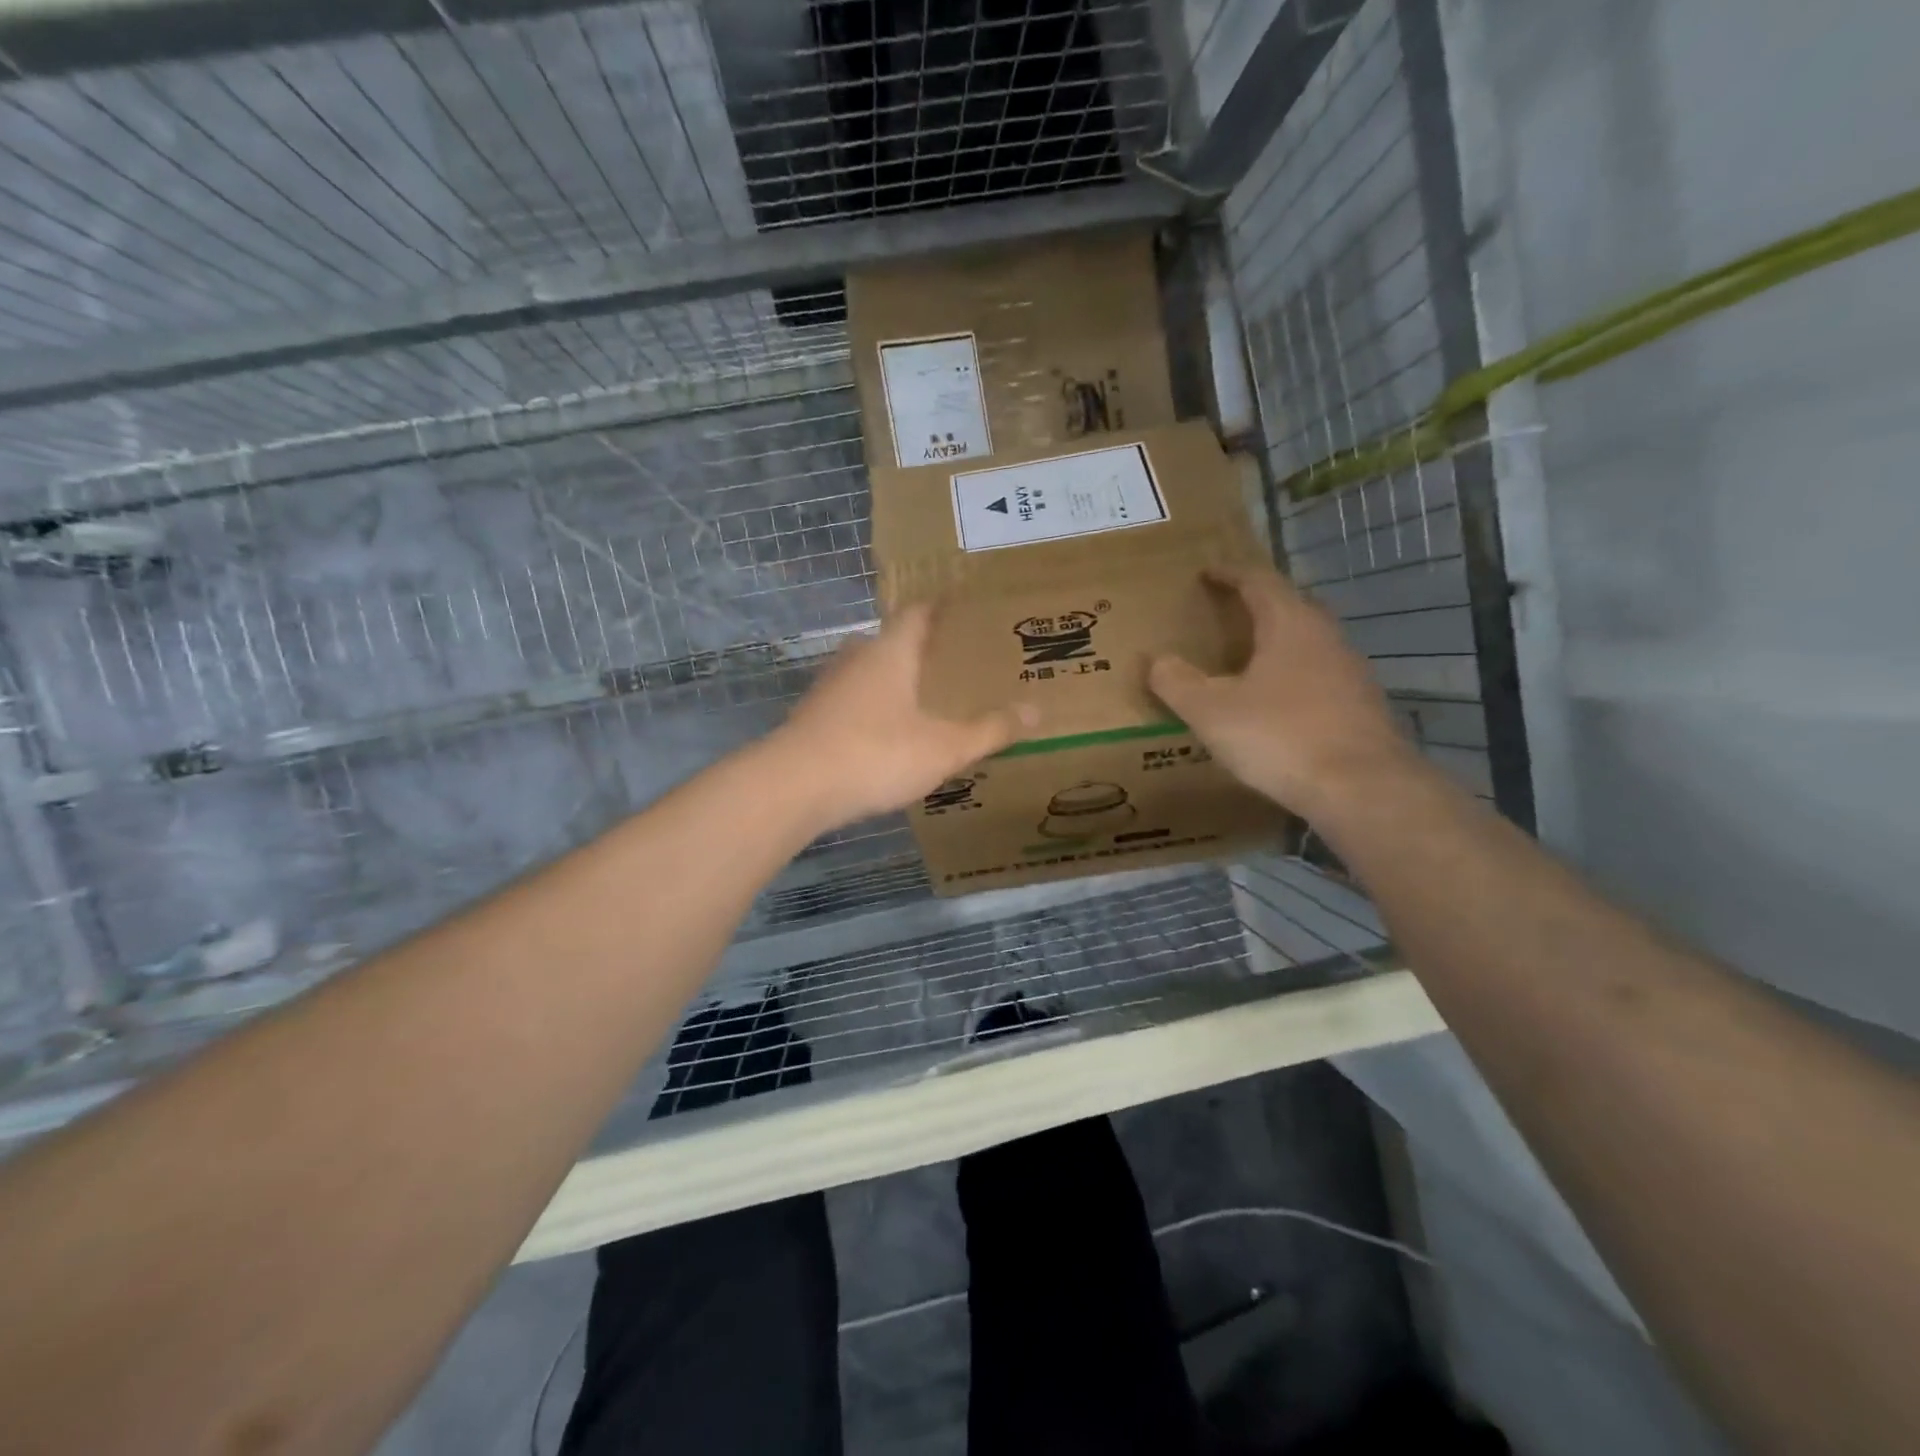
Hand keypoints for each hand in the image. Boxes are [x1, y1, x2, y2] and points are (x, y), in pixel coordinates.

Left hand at [773, 605, 1038, 831]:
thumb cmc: (876, 753)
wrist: (794, 787)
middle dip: (922, 649)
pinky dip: (874, 708)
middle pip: (892, 640)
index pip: (918, 611)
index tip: (966, 609)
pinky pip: (853, 701)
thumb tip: (1037, 711)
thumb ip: (990, 730)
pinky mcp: (813, 716)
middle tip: (955, 664)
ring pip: (870, 672)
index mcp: (891, 650)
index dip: (942, 607)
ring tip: (926, 700)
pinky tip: (889, 734)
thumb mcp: (944, 747)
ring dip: (895, 680)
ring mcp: (829, 686)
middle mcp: (857, 657)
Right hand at [1148, 565, 1415, 816]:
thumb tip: (1158, 660)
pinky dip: (1294, 677)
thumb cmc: (1280, 736)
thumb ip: (1178, 682)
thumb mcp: (1211, 711)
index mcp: (1290, 624)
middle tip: (1226, 613)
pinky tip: (1278, 704)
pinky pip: (1320, 676)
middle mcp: (1326, 636)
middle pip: (1290, 606)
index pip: (1258, 581)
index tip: (1207, 571)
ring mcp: (1351, 671)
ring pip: (1308, 643)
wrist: (1362, 787)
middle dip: (1257, 605)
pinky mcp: (1362, 706)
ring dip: (1278, 643)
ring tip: (1248, 659)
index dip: (1230, 573)